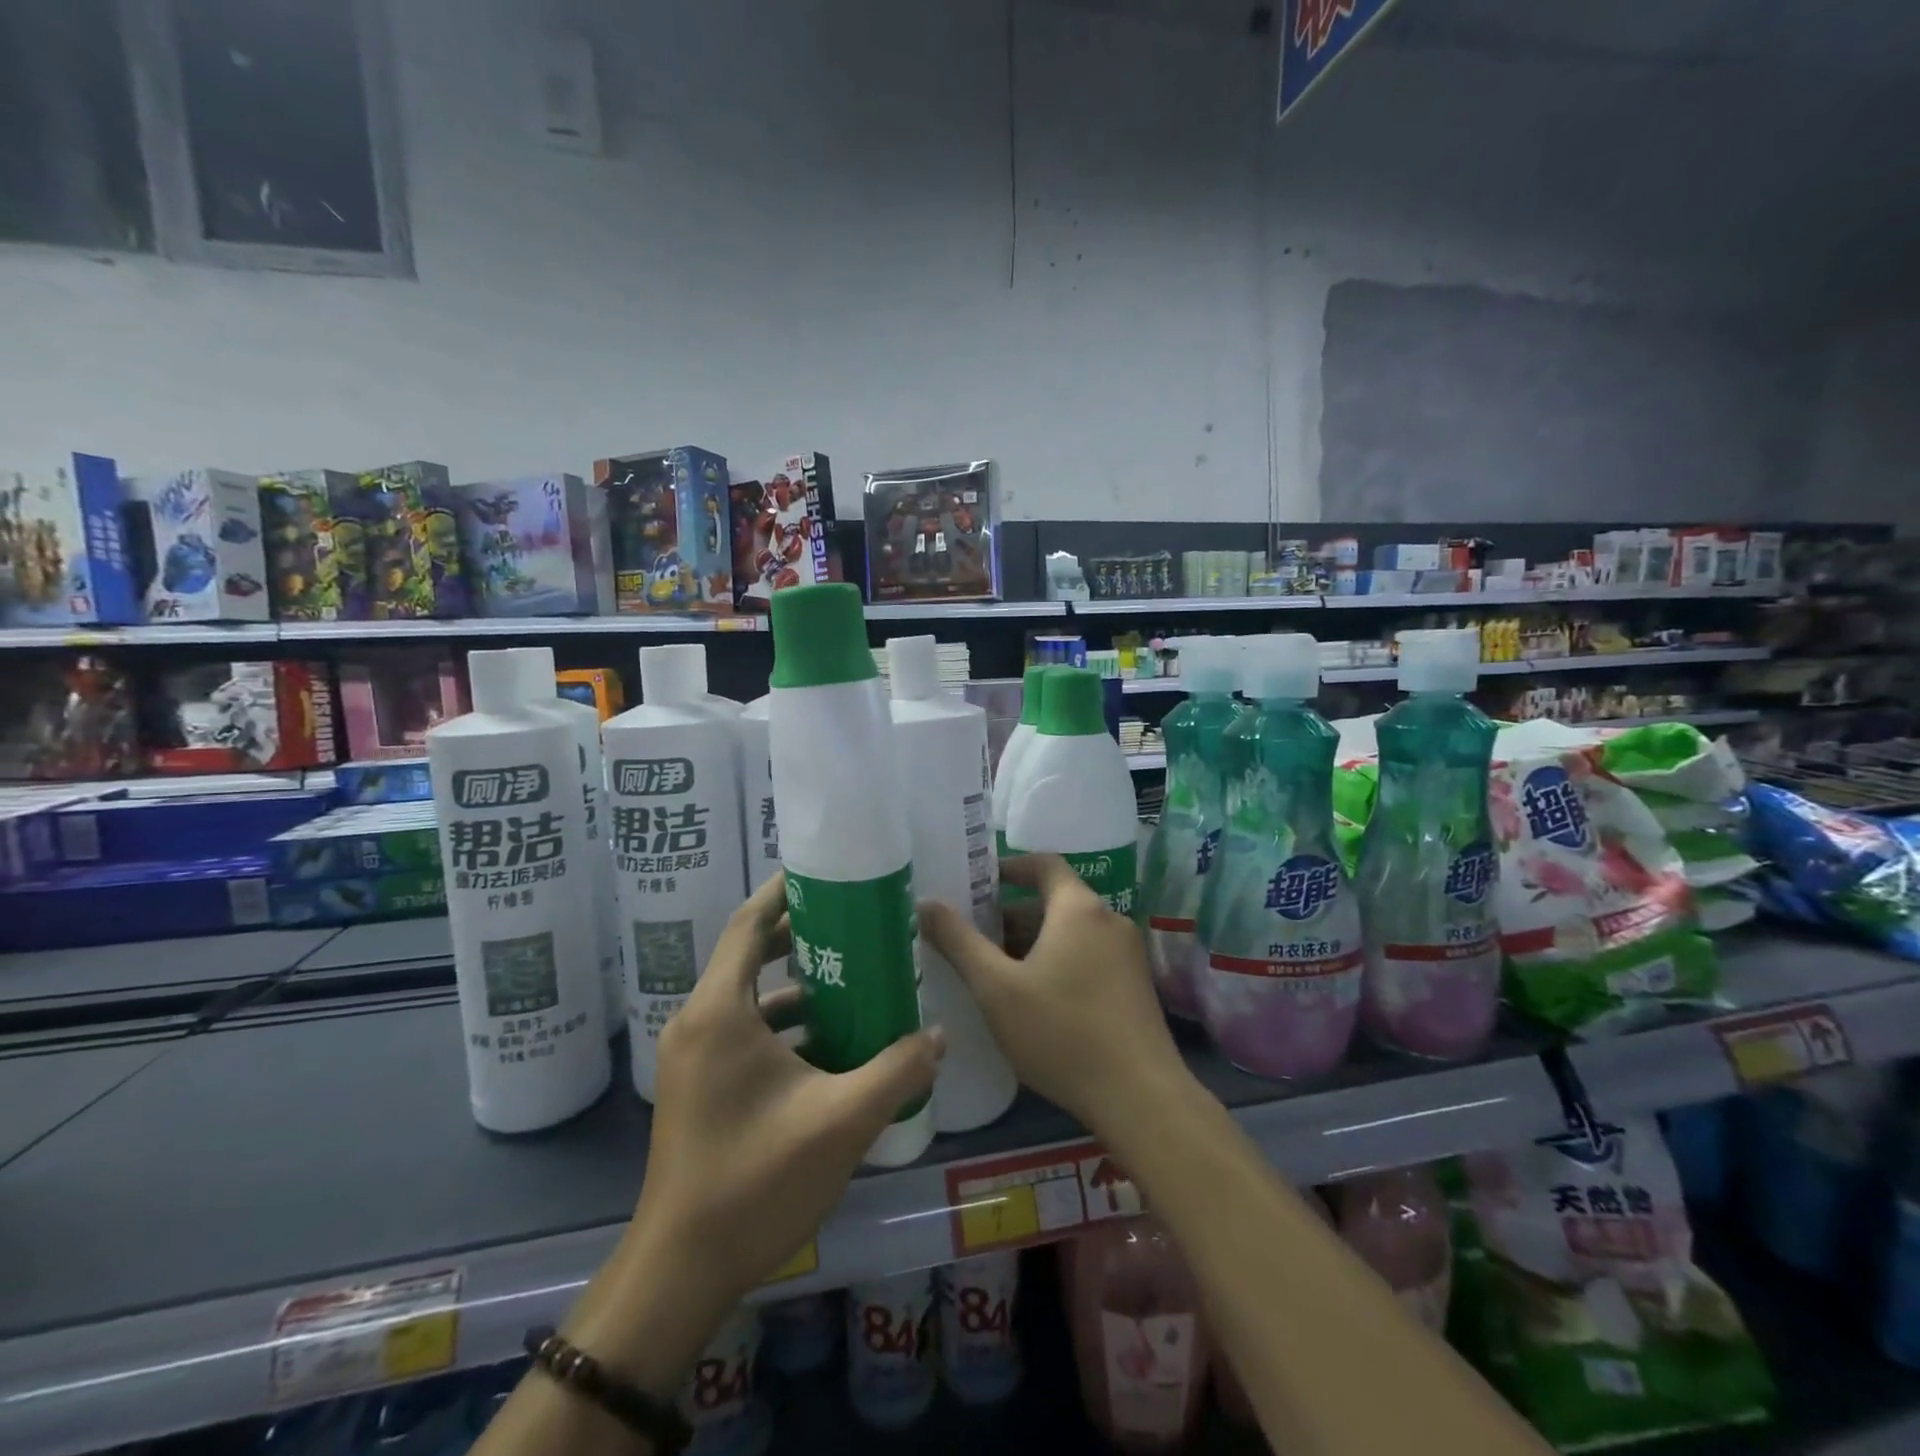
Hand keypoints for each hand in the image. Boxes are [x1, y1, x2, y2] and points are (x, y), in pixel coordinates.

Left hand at [633, 870, 945, 1315]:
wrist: (680, 1272)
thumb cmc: (755, 1180)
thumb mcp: (841, 1121)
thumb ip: (897, 1070)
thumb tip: (940, 1035)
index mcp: (720, 1013)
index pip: (747, 926)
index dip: (782, 893)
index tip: (823, 873)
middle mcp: (699, 1023)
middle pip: (749, 955)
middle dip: (801, 936)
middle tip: (854, 923)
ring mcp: (694, 1058)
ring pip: (750, 999)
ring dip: (798, 987)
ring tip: (854, 980)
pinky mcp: (699, 1087)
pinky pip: (745, 1033)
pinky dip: (785, 1026)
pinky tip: (832, 1044)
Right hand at [918, 853, 1188, 1139]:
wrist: (1140, 1097)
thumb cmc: (1061, 1032)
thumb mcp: (997, 988)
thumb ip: (959, 942)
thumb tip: (926, 903)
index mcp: (1078, 908)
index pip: (1044, 864)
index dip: (1011, 867)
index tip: (979, 881)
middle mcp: (1109, 920)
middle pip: (1055, 901)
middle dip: (1012, 915)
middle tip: (973, 937)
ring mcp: (1128, 954)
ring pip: (1071, 932)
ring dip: (1034, 942)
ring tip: (995, 971)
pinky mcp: (1136, 986)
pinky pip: (1089, 956)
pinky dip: (1058, 961)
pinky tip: (1033, 999)